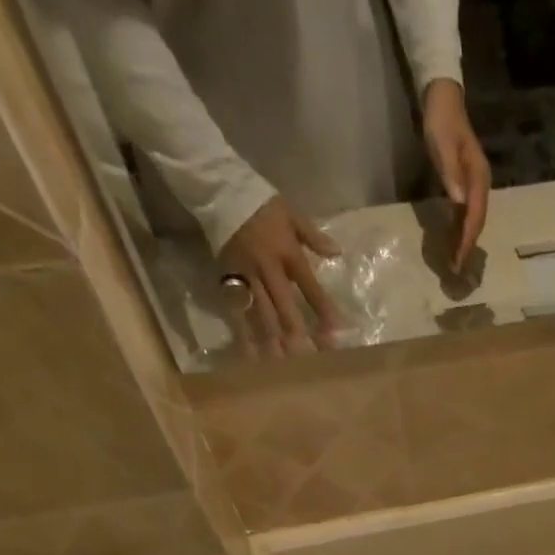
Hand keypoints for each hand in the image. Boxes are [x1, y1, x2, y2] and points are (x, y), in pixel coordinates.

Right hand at [219, 195, 343, 349]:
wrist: (218, 189)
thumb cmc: (260, 204)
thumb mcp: (290, 214)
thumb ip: (313, 236)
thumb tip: (337, 252)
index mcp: (286, 253)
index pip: (309, 287)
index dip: (323, 309)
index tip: (336, 332)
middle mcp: (267, 269)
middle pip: (284, 307)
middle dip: (298, 333)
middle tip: (310, 358)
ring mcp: (246, 277)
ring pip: (261, 314)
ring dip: (273, 341)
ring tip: (283, 365)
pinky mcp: (228, 281)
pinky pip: (238, 312)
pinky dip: (245, 334)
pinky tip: (252, 355)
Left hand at [420, 78, 489, 270]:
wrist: (442, 98)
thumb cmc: (441, 121)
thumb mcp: (442, 145)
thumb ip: (451, 173)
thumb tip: (460, 203)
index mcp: (478, 177)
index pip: (475, 216)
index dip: (467, 239)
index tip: (460, 259)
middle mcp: (481, 185)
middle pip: (477, 222)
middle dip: (468, 246)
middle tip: (457, 268)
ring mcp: (475, 186)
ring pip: (473, 221)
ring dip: (465, 241)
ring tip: (456, 262)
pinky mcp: (466, 185)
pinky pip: (466, 214)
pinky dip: (461, 230)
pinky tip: (454, 241)